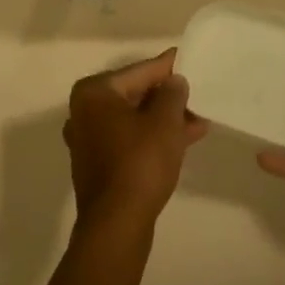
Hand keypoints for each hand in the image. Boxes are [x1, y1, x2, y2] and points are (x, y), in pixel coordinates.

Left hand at [64, 50, 207, 233]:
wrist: (117, 225)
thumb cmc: (140, 163)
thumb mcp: (165, 121)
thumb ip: (172, 93)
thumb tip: (174, 81)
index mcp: (95, 92)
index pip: (140, 71)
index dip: (168, 67)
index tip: (188, 58)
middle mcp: (84, 111)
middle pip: (135, 94)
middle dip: (168, 97)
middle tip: (198, 94)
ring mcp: (89, 139)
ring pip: (134, 119)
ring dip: (165, 119)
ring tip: (199, 120)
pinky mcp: (97, 164)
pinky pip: (130, 139)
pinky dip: (153, 137)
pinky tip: (184, 140)